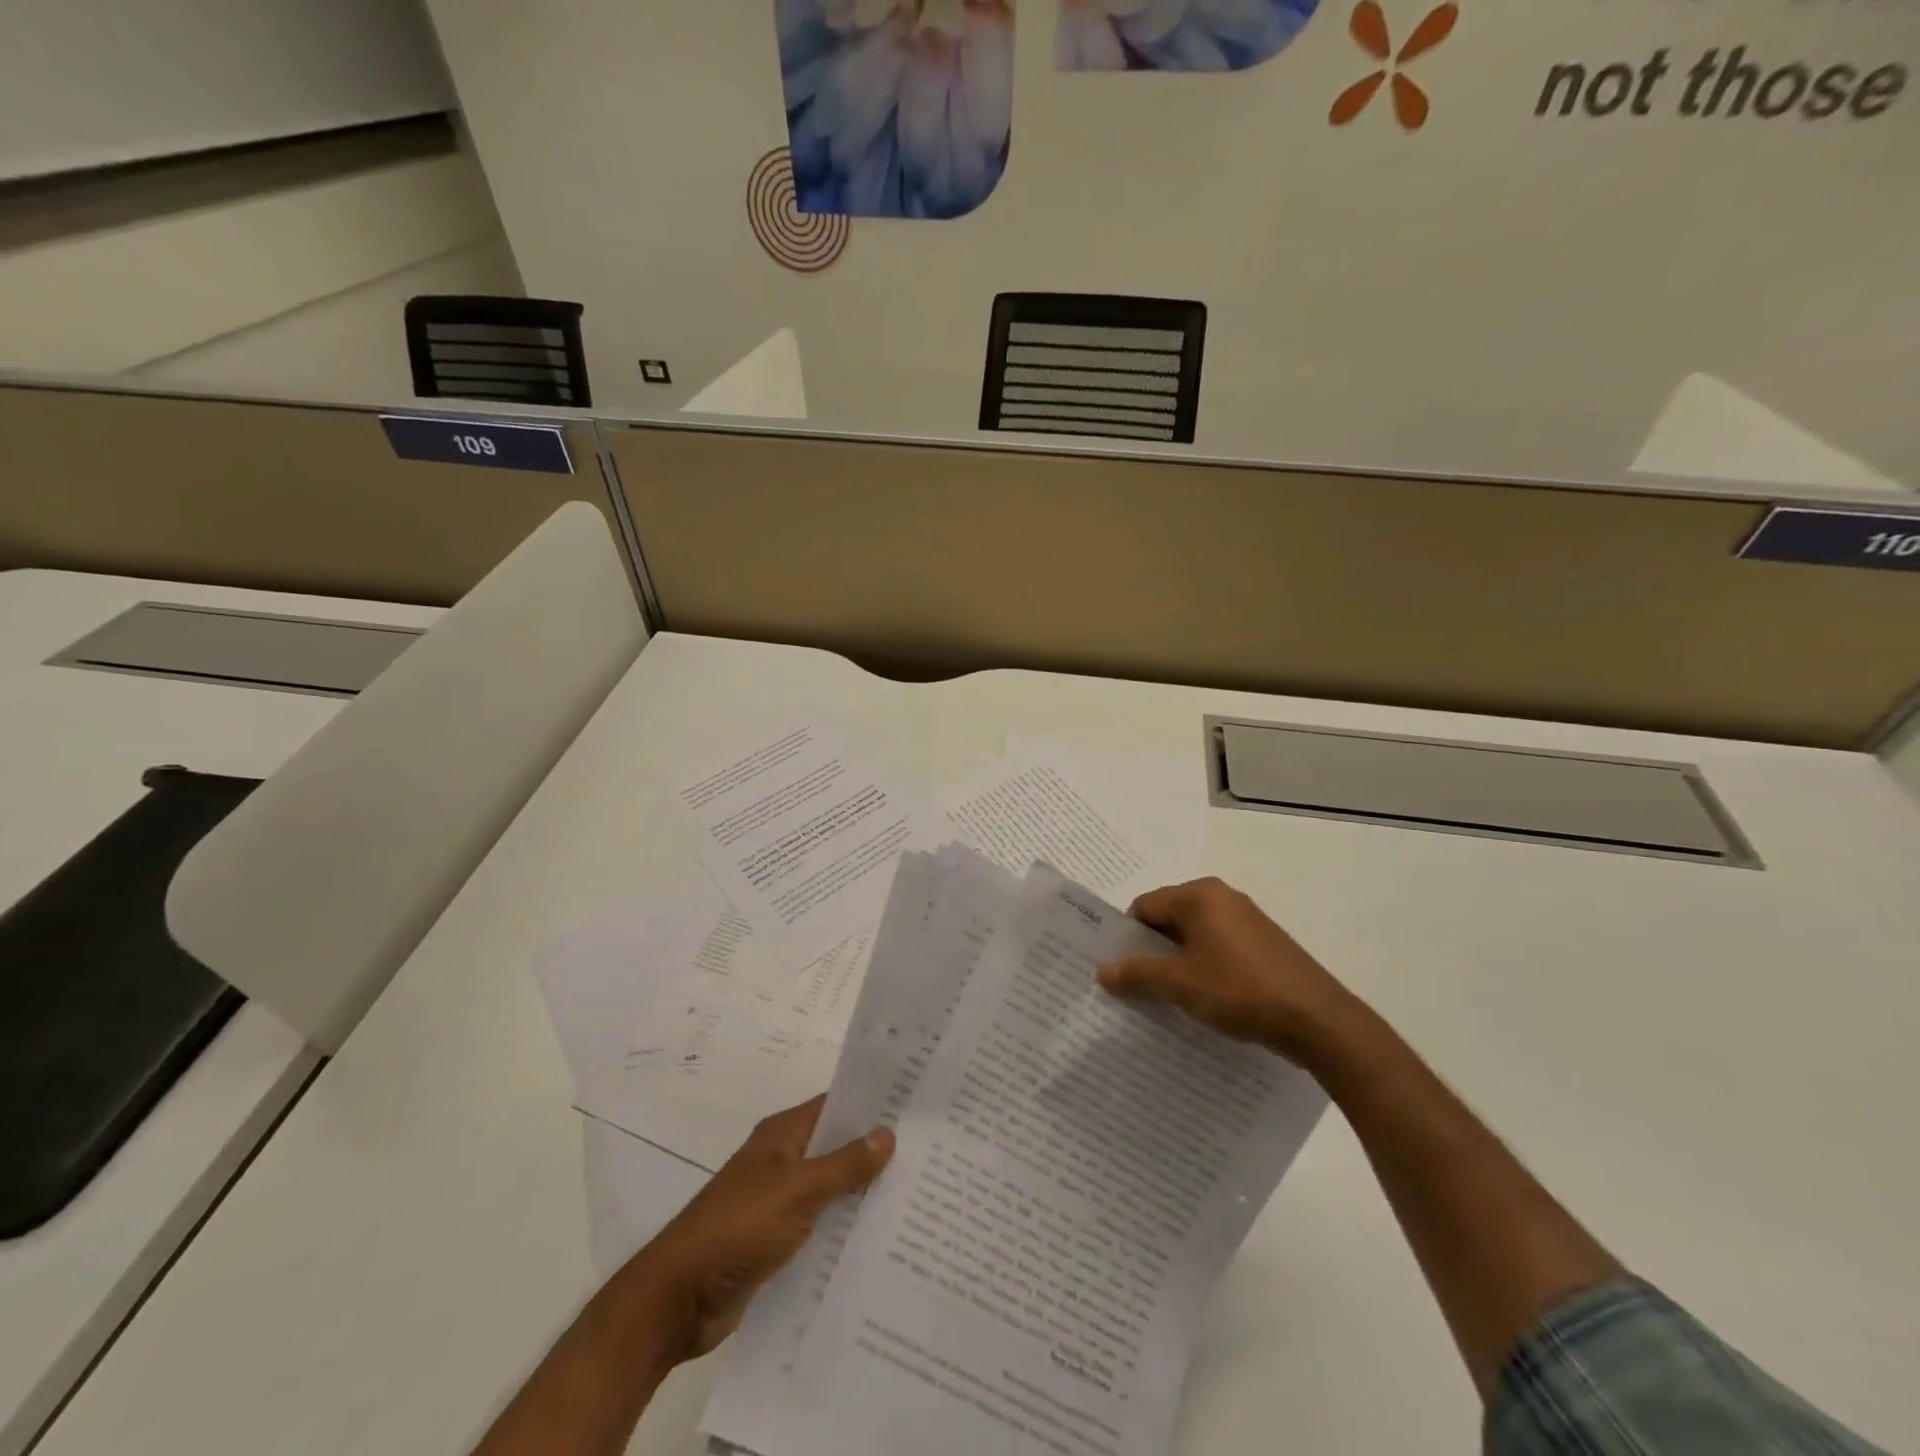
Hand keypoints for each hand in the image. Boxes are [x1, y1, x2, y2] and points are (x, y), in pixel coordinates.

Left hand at [632, 1096, 892, 1362]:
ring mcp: (778, 1202)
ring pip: (831, 1189)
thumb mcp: (797, 1192)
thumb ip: (843, 1165)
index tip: (915, 1107)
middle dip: (875, 1152)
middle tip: (928, 1156)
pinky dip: (844, 1230)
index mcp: (783, 1135)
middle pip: (837, 1147)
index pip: (836, 1106)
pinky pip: (820, 1226)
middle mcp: (782, 1161)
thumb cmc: (737, 1228)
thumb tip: (887, 1133)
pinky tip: (880, 1243)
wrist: (677, 1299)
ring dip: (863, 1195)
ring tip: (917, 1199)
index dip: (872, 1105)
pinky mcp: (776, 1242)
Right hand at [1098, 877, 1355, 1064]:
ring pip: (1194, 937)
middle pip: (1169, 919)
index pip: (1144, 906)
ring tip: (1167, 999)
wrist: (1319, 1021)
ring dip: (1176, 964)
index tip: (1117, 970)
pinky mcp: (1264, 945)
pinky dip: (1203, 969)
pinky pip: (1218, 949)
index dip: (1126, 938)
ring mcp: (1247, 920)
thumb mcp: (1180, 984)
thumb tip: (1103, 971)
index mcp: (1199, 895)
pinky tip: (1203, 1000)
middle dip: (1150, 951)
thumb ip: (1137, 974)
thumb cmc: (1240, 990)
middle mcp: (1222, 898)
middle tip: (1135, 987)